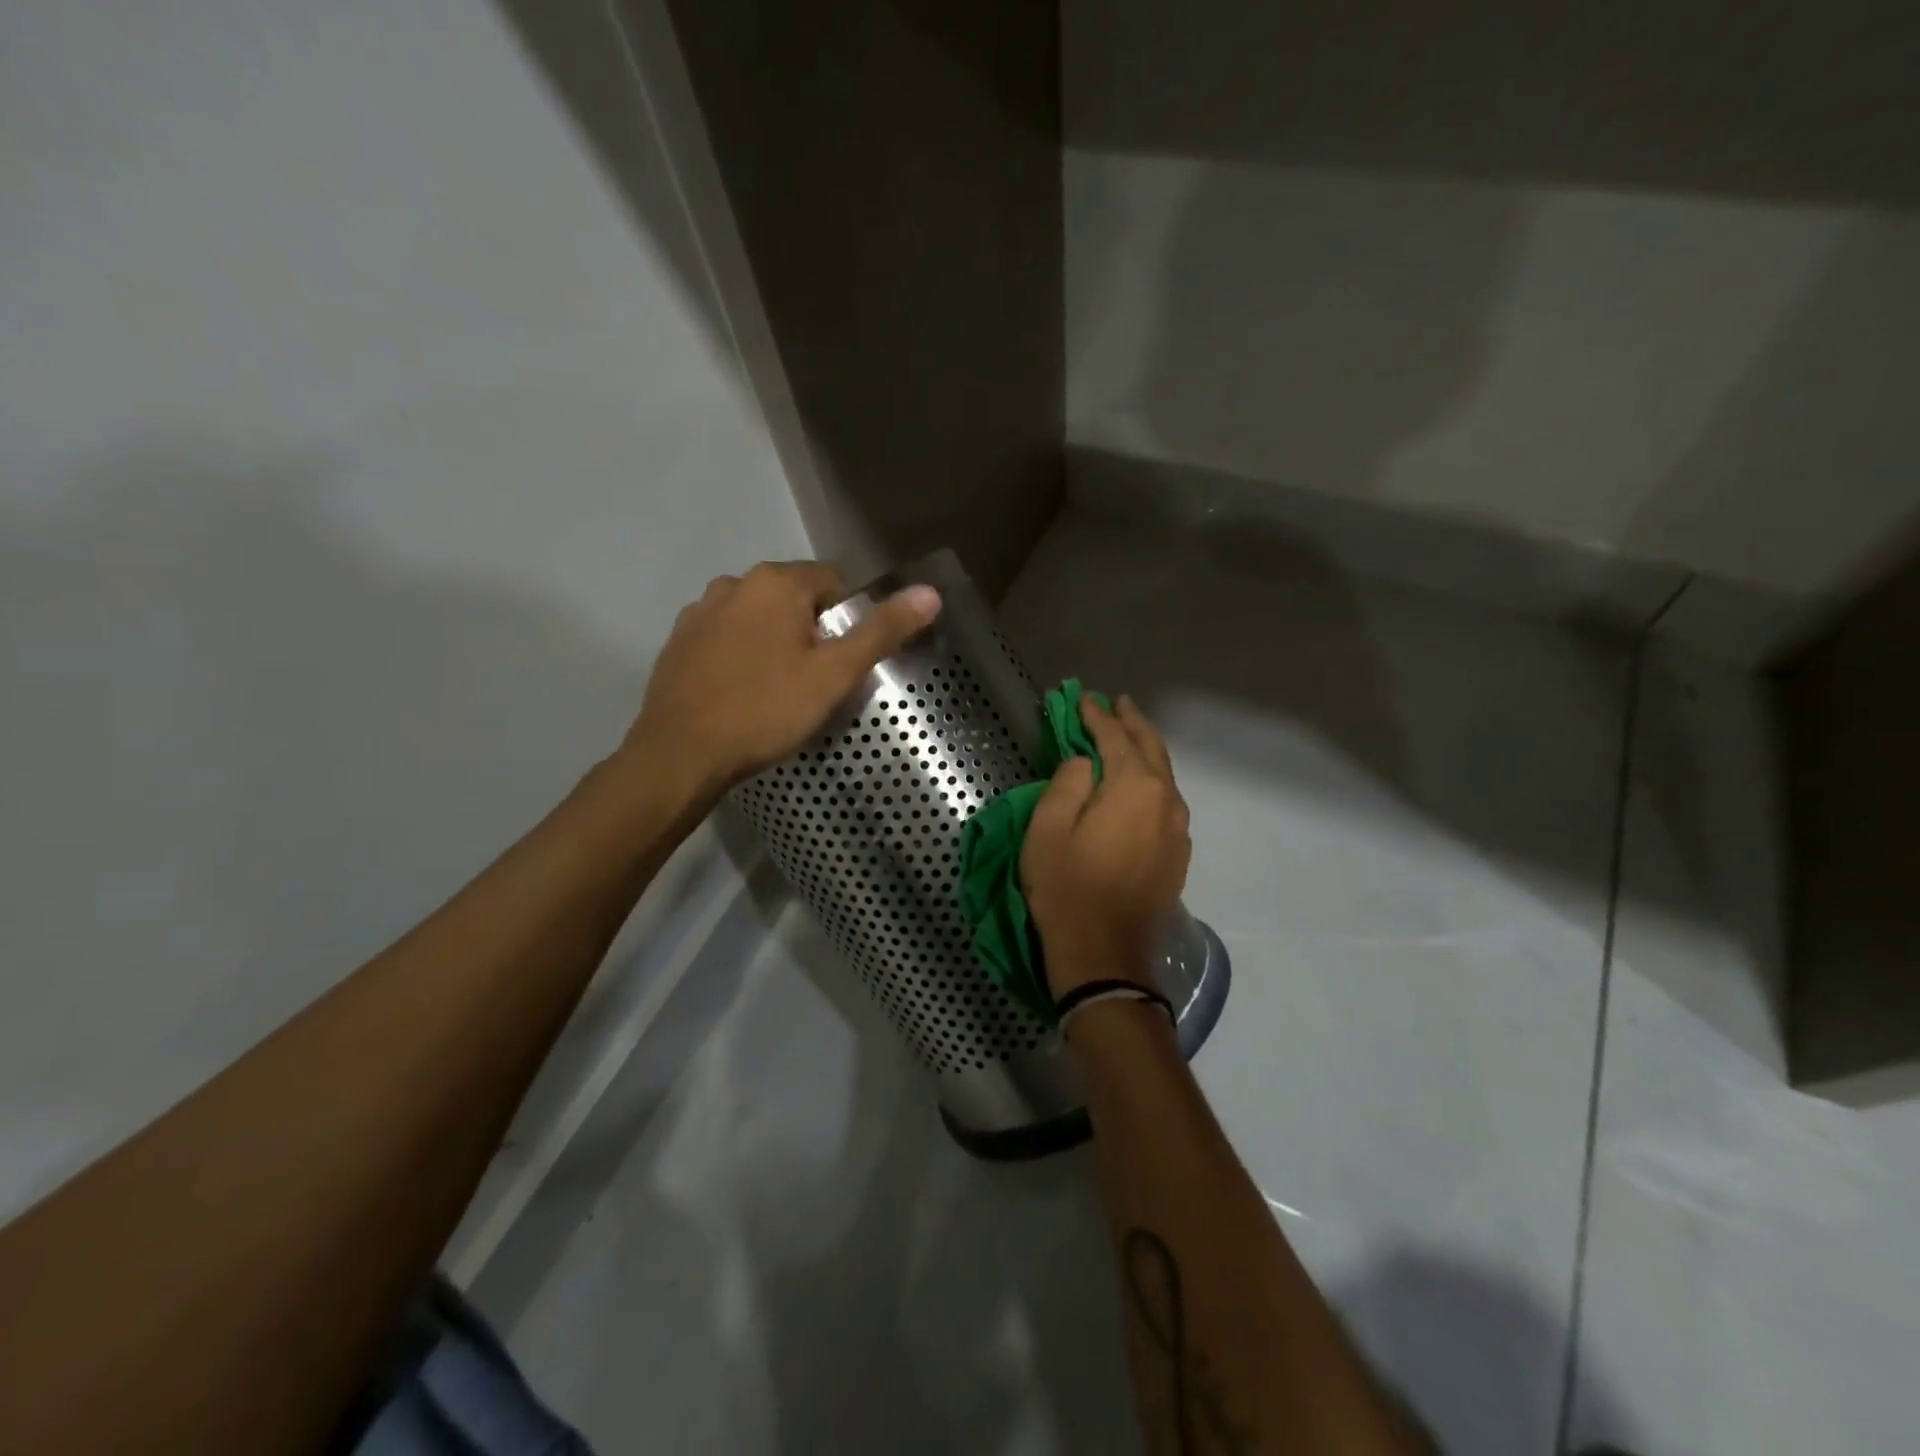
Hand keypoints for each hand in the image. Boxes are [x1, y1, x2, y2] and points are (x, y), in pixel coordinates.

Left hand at [622, 561, 940, 802]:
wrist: (681, 754)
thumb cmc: (766, 710)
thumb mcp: (834, 675)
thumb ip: (882, 631)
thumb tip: (931, 593)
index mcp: (776, 582)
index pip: (834, 582)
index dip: (849, 620)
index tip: (846, 661)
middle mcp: (734, 583)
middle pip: (794, 598)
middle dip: (811, 630)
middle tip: (818, 681)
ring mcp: (700, 611)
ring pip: (758, 618)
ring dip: (775, 641)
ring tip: (780, 689)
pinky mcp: (678, 641)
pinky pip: (726, 637)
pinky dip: (742, 655)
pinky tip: (744, 692)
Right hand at [1020, 696, 1190, 998]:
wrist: (1105, 953)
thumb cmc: (1067, 887)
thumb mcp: (1048, 829)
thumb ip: (1067, 783)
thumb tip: (1085, 763)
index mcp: (1134, 787)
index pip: (1116, 737)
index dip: (1097, 716)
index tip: (1083, 699)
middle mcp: (1166, 800)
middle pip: (1151, 749)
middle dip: (1132, 723)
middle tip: (1117, 703)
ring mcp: (1178, 829)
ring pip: (1164, 775)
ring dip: (1145, 750)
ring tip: (1129, 735)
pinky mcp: (1178, 853)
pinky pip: (1167, 801)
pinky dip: (1152, 781)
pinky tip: (1140, 784)